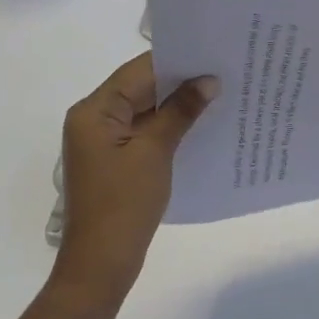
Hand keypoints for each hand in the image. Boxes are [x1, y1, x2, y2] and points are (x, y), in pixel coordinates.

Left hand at [54, 54, 216, 301]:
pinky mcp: (115, 158)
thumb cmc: (124, 204)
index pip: (139, 70)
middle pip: (141, 86)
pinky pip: (145, 129)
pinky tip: (200, 123)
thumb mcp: (155, 151)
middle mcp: (94, 118)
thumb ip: (181, 111)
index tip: (214, 53)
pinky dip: (170, 124)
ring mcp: (103, 140)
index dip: (177, 60)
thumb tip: (209, 81)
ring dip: (177, 103)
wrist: (101, 265)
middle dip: (181, 80)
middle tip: (224, 70)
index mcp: (94, 110)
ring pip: (146, 108)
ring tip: (220, 92)